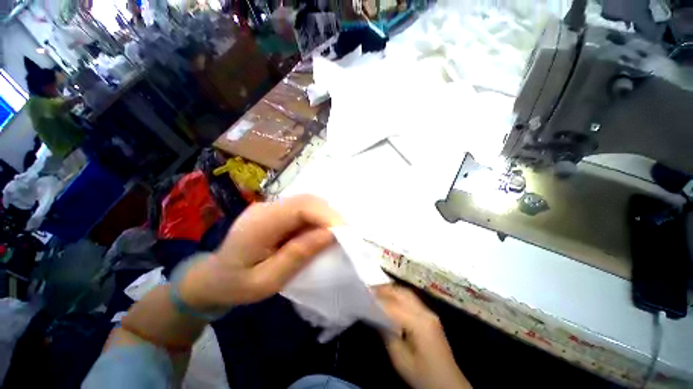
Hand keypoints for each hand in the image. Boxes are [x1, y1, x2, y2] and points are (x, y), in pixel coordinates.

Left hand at [180, 195, 343, 309]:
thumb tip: (329, 234)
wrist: (212, 277)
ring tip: (337, 234)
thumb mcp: (266, 281)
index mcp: (259, 224)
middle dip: (331, 214)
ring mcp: (271, 206)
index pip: (300, 208)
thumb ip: (297, 255)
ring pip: (308, 202)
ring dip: (326, 215)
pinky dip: (318, 218)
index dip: (326, 216)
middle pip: (307, 200)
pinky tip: (322, 232)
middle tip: (346, 234)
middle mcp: (266, 208)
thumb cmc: (236, 285)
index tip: (345, 233)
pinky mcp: (277, 211)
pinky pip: (303, 209)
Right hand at [376, 285, 471, 388]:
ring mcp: (430, 313)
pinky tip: (390, 297)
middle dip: (384, 289)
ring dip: (392, 289)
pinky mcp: (430, 316)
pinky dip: (399, 294)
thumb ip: (387, 334)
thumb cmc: (423, 375)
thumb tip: (375, 314)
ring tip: (377, 290)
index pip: (394, 306)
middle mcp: (426, 312)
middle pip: (402, 293)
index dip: (378, 300)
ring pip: (407, 293)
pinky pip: (412, 298)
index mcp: (420, 323)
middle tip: (369, 289)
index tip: (364, 295)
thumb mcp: (400, 359)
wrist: (448, 384)